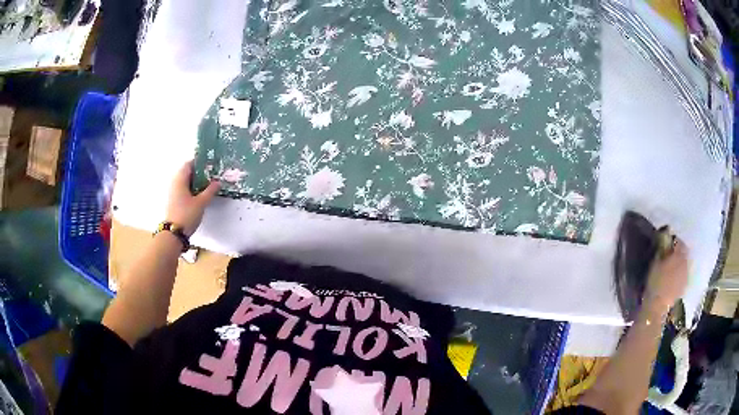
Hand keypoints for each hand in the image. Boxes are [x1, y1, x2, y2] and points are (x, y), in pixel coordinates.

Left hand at [165, 161, 219, 236]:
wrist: (173, 233)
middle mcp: (175, 183)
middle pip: (187, 173)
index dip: (199, 162)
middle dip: (199, 172)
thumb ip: (210, 191)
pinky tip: (200, 195)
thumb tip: (217, 182)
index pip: (189, 164)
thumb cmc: (186, 215)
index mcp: (180, 180)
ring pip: (186, 182)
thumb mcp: (201, 203)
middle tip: (212, 174)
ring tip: (208, 184)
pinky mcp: (174, 201)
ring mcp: (173, 193)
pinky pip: (184, 190)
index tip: (210, 163)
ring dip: (196, 182)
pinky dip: (192, 189)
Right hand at [645, 237, 688, 313]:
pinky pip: (684, 274)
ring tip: (672, 266)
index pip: (678, 241)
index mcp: (679, 254)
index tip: (666, 242)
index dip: (672, 240)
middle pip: (684, 252)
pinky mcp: (684, 286)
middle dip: (678, 251)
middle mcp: (685, 262)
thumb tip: (665, 234)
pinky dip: (680, 272)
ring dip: (680, 262)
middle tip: (669, 254)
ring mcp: (686, 275)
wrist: (657, 308)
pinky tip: (674, 277)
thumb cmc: (655, 283)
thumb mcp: (655, 262)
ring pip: (685, 263)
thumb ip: (662, 247)